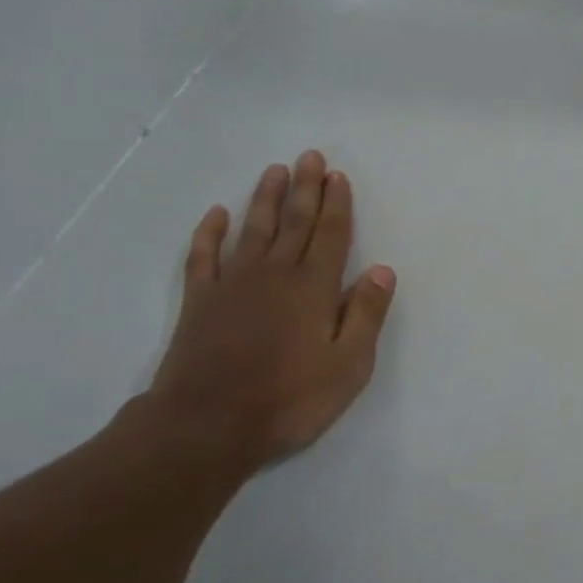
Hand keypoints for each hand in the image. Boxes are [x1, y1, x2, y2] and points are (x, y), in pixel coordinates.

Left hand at [146, 150, 394, 475]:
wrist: (208, 425)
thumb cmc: (290, 399)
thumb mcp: (349, 365)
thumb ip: (366, 315)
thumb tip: (382, 270)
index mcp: (314, 288)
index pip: (331, 235)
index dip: (337, 204)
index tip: (338, 176)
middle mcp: (275, 274)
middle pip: (294, 222)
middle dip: (305, 188)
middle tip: (309, 157)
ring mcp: (233, 285)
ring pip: (253, 229)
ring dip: (265, 199)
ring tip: (274, 171)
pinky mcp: (200, 301)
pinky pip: (204, 256)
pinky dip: (210, 233)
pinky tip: (216, 214)